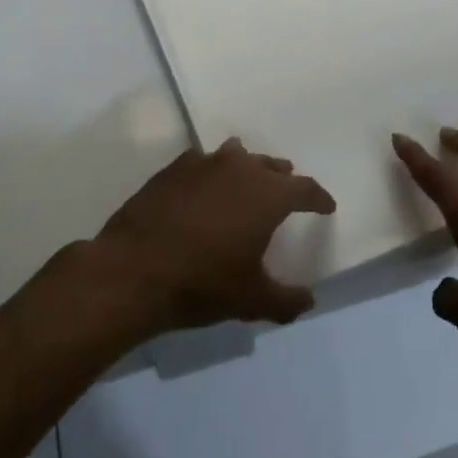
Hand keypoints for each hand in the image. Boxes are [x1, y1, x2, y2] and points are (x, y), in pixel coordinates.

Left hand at [82, 138, 335, 338]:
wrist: (131, 272)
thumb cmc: (202, 284)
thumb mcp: (252, 301)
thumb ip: (286, 300)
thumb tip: (309, 300)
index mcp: (268, 195)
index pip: (305, 189)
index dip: (318, 198)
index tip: (326, 206)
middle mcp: (239, 169)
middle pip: (271, 166)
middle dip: (283, 178)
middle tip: (287, 191)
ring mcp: (202, 164)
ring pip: (236, 156)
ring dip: (248, 168)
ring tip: (248, 181)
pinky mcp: (171, 169)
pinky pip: (202, 162)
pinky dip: (211, 172)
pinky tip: (204, 188)